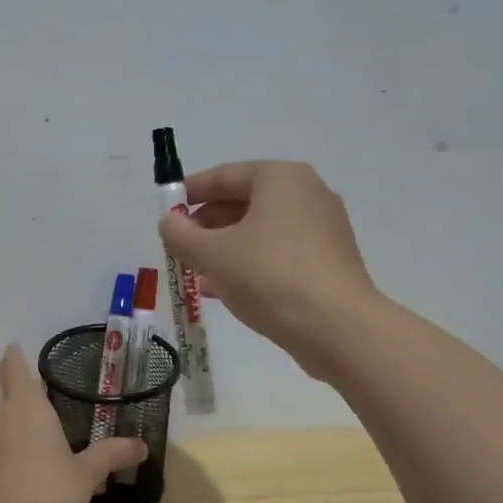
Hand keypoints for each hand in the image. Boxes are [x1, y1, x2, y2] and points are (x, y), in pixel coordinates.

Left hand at [0, 345, 145, 502]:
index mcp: (28, 408)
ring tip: (16, 403)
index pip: (15, 370)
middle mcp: (2, 418)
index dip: (15, 357)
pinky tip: (12, 443)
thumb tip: (142, 446)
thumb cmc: (52, 493)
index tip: (16, 347)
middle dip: (3, 374)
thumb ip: (111, 455)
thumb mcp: (87, 474)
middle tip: (17, 371)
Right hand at [157, 160, 378, 378]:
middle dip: (208, 224)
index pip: (225, 175)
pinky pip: (278, 253)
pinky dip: (250, 263)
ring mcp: (323, 228)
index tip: (166, 211)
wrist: (336, 327)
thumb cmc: (269, 276)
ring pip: (260, 230)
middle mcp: (307, 194)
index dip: (190, 192)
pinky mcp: (329, 261)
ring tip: (196, 271)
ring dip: (225, 247)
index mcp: (281, 178)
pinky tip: (225, 289)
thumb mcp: (211, 254)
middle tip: (180, 246)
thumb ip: (180, 234)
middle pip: (245, 201)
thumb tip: (169, 222)